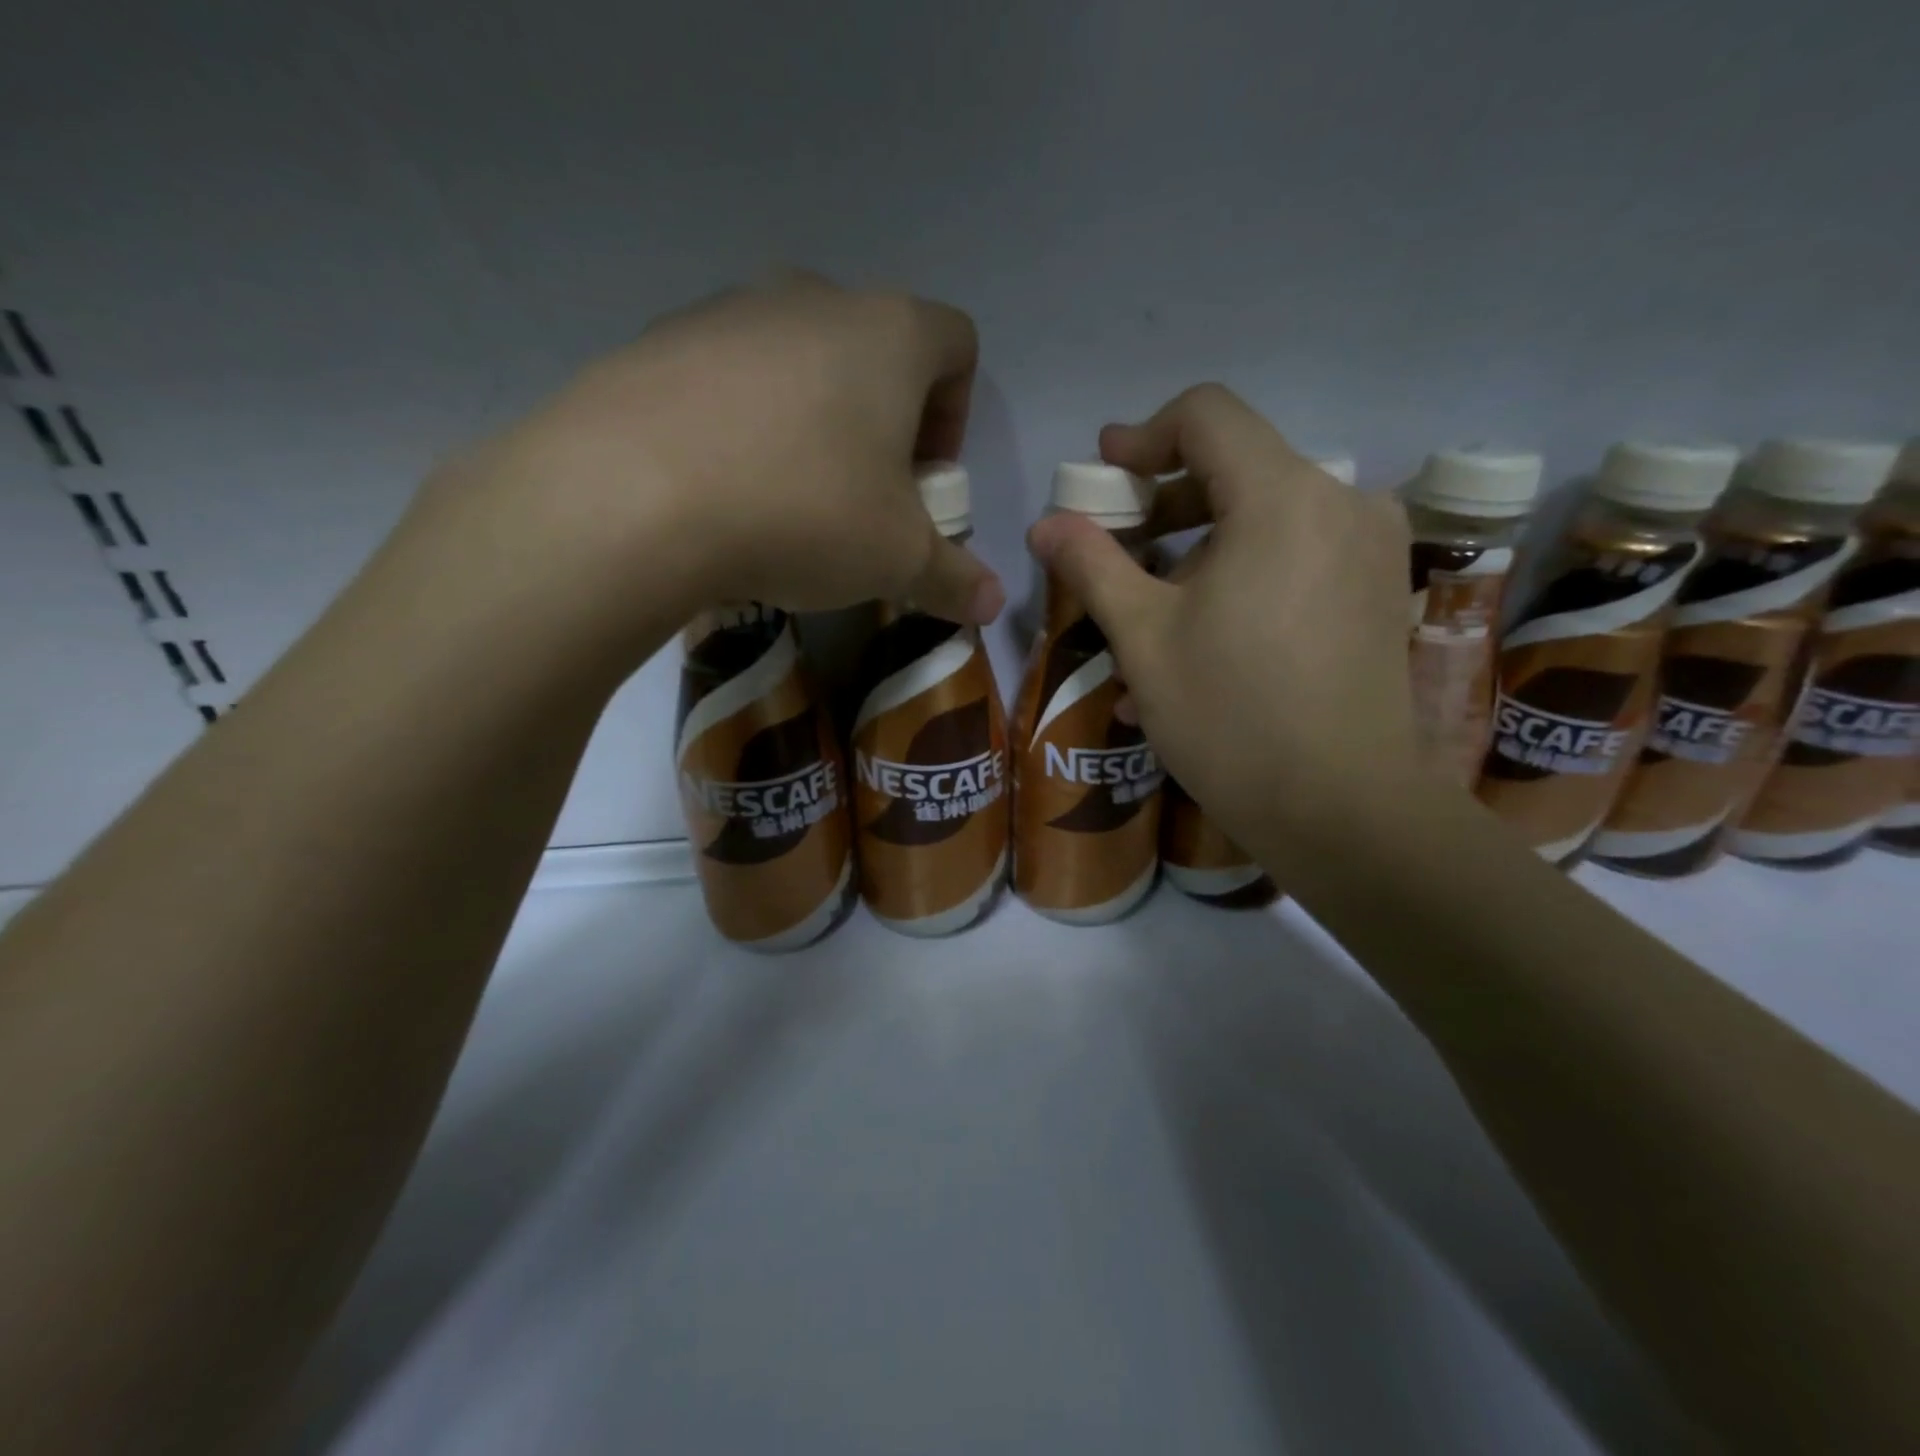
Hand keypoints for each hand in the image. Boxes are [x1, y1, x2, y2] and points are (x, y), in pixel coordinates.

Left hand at [406, 274, 1003, 666]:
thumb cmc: (803, 513)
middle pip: (875, 349)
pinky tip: (722, 488)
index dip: (957, 413)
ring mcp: (726, 312)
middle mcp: (811, 299)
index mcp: (887, 334)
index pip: (956, 343)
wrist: (631, 498)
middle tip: (865, 498)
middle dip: (885, 424)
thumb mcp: (896, 560)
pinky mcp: (657, 342)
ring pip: (797, 361)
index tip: (929, 479)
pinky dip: (742, 425)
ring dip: (812, 423)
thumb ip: (955, 578)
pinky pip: (726, 379)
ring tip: (787, 500)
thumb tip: (992, 606)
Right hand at [1026, 384, 1419, 862]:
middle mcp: (1342, 501)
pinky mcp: (1380, 589)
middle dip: (1167, 500)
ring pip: (1267, 515)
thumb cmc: (1229, 716)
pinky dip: (1245, 572)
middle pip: (1239, 465)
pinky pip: (1299, 554)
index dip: (1144, 436)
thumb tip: (1045, 523)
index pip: (1207, 416)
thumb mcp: (1142, 637)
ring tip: (1150, 611)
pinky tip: (1206, 634)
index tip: (1104, 474)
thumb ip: (1092, 565)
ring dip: (1201, 546)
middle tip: (1115, 547)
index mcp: (1282, 496)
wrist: (1340, 808)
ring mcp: (1371, 547)